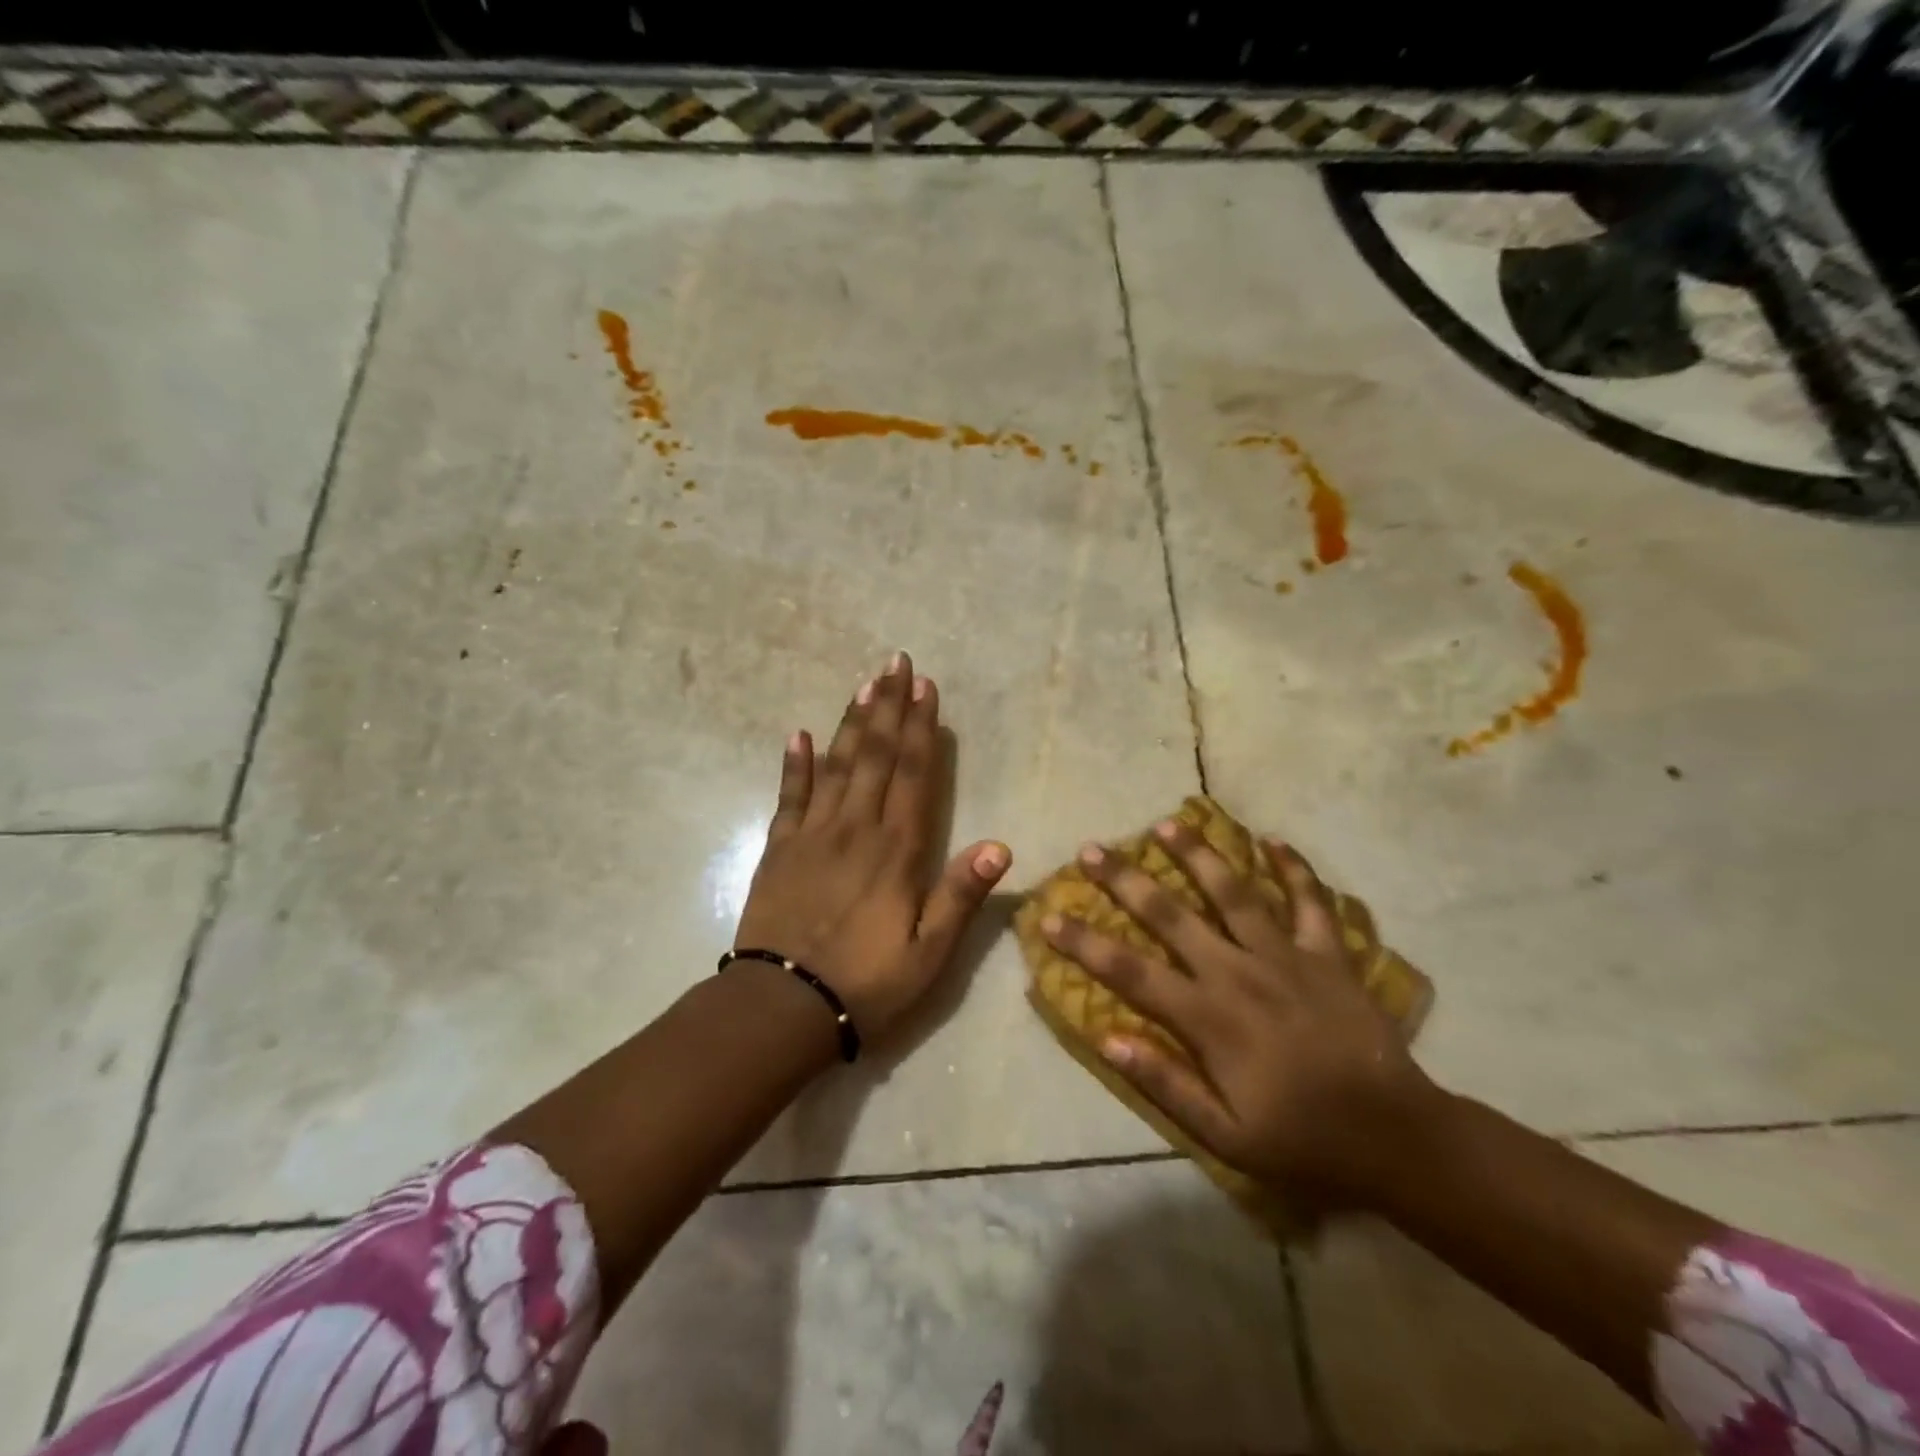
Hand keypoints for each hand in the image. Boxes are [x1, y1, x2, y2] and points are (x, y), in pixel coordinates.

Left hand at [735, 652, 1010, 1041]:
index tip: (925, 687)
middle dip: (888, 706)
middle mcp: (855, 828)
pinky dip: (795, 763)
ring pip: (836, 765)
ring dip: (851, 722)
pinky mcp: (779, 849)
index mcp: (896, 850)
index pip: (913, 774)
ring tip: (864, 684)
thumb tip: (1001, 845)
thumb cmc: (865, 983)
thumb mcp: (929, 953)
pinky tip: (799, 734)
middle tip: (895, 663)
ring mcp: (812, 834)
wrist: (781, 1007)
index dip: (920, 728)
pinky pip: (789, 796)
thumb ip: (961, 896)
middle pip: (875, 755)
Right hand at [1041, 822, 1438, 1205]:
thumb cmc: (1303, 1141)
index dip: (1086, 942)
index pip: (1130, 971)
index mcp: (1209, 1017)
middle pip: (1171, 915)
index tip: (1049, 917)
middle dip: (1126, 880)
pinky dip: (1293, 868)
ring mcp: (1286, 956)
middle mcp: (1238, 972)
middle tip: (1092, 849)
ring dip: (1197, 854)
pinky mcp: (1328, 954)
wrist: (1397, 1138)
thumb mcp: (1225, 1135)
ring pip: (1233, 892)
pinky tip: (1272, 840)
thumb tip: (1107, 1038)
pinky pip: (1310, 901)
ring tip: (1167, 823)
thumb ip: (1165, 1083)